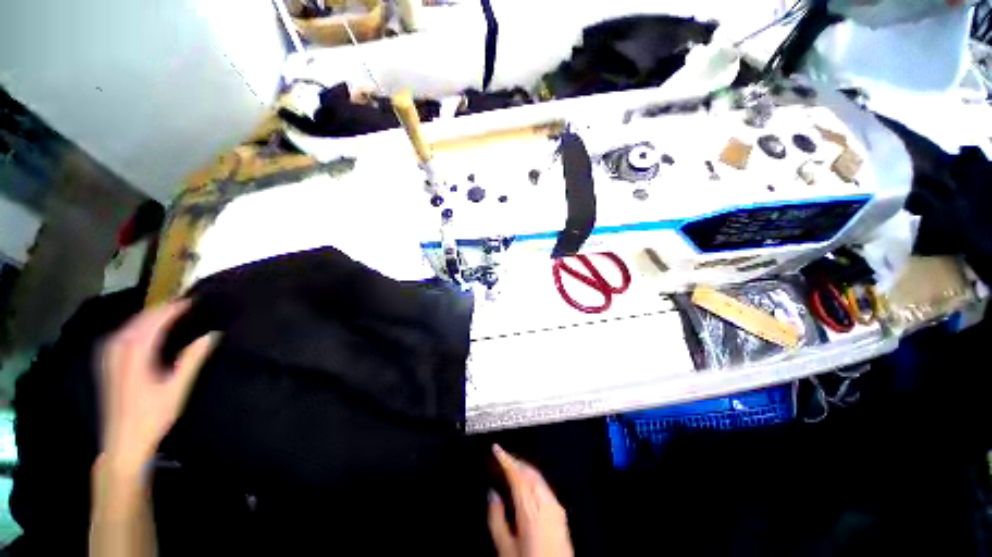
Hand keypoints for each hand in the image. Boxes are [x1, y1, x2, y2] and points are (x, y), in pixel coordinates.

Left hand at [100, 301, 216, 474]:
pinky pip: (120, 335)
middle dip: (160, 309)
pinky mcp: (107, 364)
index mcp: (135, 355)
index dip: (173, 309)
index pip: (154, 322)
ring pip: (128, 326)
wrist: (122, 442)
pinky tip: (141, 329)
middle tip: (183, 303)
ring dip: (147, 316)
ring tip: (167, 312)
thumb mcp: (176, 389)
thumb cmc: (152, 416)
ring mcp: (109, 357)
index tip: (192, 300)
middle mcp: (118, 351)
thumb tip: (212, 335)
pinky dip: (135, 326)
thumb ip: (192, 360)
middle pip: (139, 321)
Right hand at [488, 444, 573, 556]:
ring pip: (537, 477)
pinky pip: (544, 486)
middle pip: (529, 471)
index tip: (496, 448)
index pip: (517, 474)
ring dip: (524, 468)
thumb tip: (492, 494)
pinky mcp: (561, 512)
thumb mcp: (505, 548)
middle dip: (515, 460)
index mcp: (530, 509)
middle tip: (502, 456)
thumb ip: (496, 518)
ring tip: (511, 466)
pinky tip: (527, 482)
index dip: (505, 458)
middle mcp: (545, 503)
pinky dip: (533, 478)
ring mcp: (556, 507)